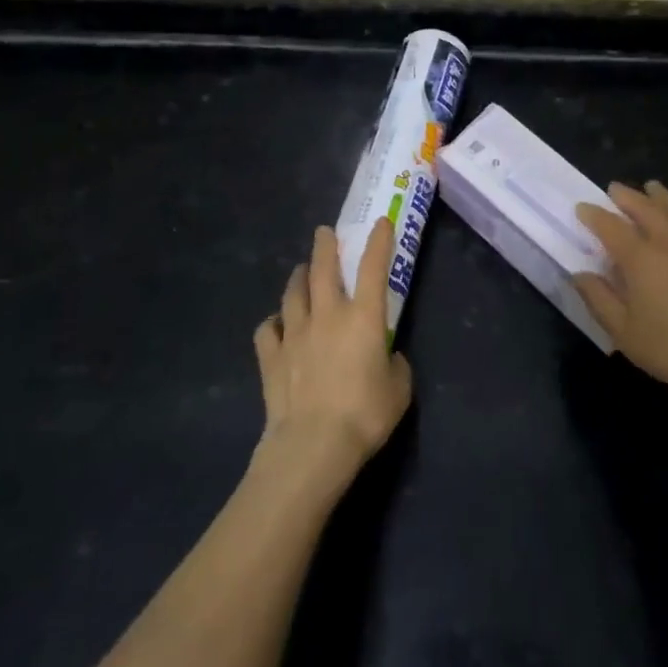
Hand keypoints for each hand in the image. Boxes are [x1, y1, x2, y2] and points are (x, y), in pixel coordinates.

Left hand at [253, 218, 413, 486]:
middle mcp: (327, 315)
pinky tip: (277, 324)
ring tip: (302, 271)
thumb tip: (386, 357)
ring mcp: (295, 334)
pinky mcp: (272, 357)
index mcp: (362, 317)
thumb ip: (395, 365)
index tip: (380, 222)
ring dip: (299, 278)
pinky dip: (273, 322)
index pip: (373, 268)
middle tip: (323, 232)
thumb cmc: (364, 414)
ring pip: (293, 294)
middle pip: (323, 270)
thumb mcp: (399, 390)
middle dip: (325, 247)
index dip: (378, 242)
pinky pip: (268, 330)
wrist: (313, 444)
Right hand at [574, 182, 667, 408]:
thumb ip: (599, 300)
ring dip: (661, 197)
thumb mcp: (625, 333)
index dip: (593, 215)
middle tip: (614, 189)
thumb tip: (580, 274)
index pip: (610, 226)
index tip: (581, 208)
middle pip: (645, 208)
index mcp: (640, 258)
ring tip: (652, 187)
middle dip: (626, 196)